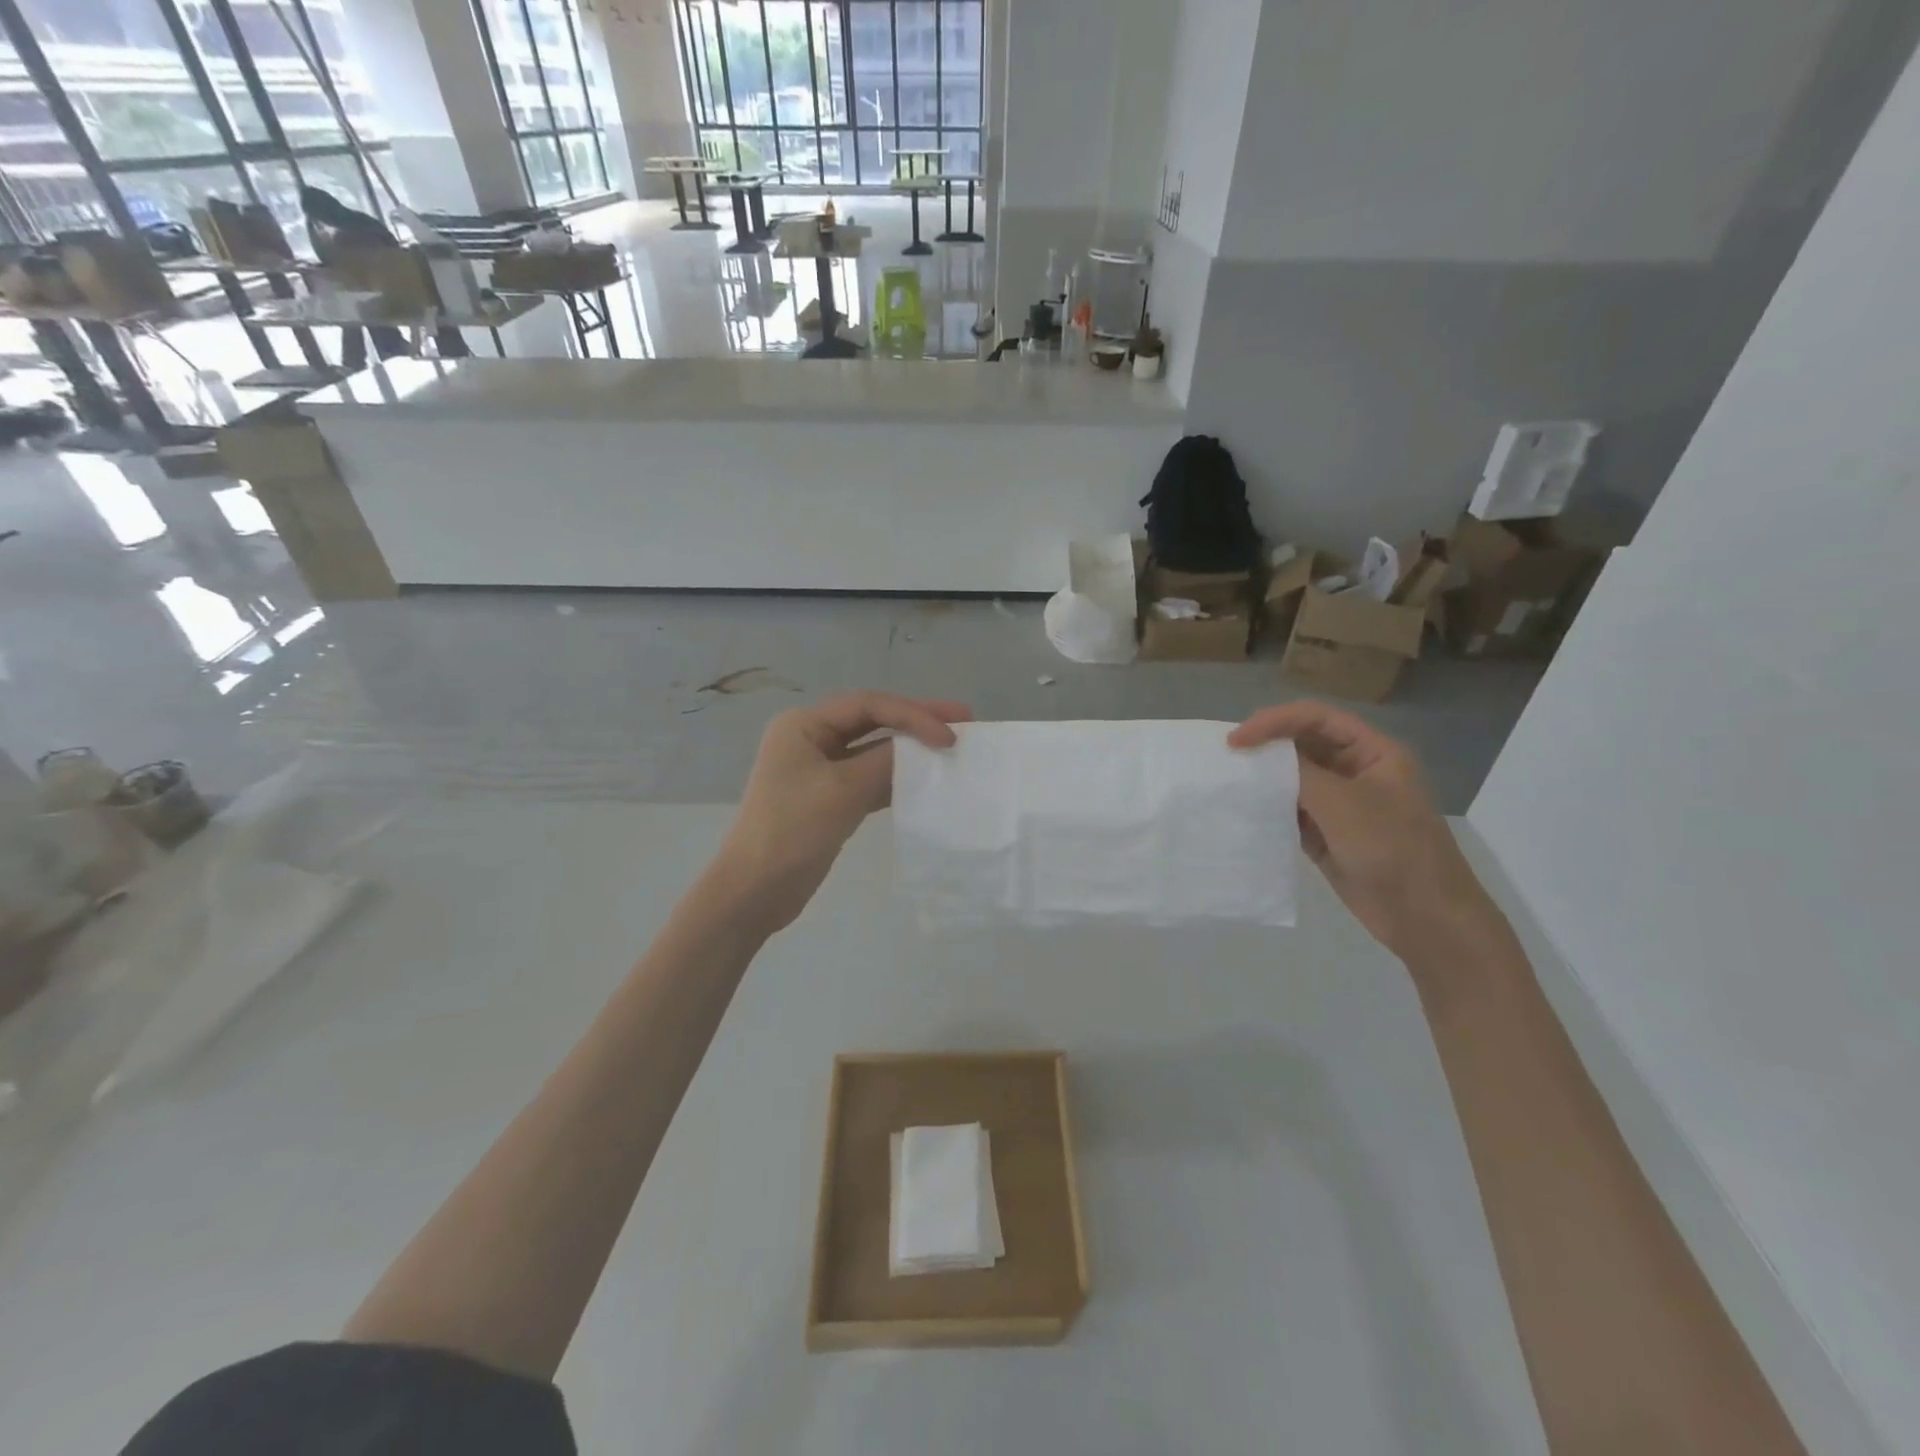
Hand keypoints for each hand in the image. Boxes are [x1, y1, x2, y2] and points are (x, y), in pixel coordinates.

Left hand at [714, 691, 971, 932]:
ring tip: (950, 748)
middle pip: (872, 721)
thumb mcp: (843, 790)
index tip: (950, 734)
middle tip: (963, 720)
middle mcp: (811, 738)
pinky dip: (896, 778)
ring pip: (873, 749)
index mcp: (804, 725)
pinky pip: (869, 777)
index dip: (913, 714)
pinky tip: (926, 781)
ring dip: (909, 750)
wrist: (755, 891)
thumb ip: (886, 762)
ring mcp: (820, 769)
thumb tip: (923, 747)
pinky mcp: (829, 798)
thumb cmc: (793, 830)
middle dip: (916, 720)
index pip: (868, 705)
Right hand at [1229, 702, 1494, 958]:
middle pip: (1303, 744)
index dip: (1275, 721)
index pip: (1317, 718)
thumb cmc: (1393, 849)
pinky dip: (1269, 807)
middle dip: (1267, 746)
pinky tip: (1245, 810)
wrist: (1424, 918)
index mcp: (1373, 752)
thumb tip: (1259, 754)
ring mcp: (1340, 804)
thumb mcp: (1345, 803)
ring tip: (1230, 780)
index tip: (1237, 739)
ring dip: (1265, 777)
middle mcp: (1355, 771)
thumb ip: (1300, 772)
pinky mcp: (1326, 834)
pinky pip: (1291, 810)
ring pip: (1294, 778)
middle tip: (1227, 756)